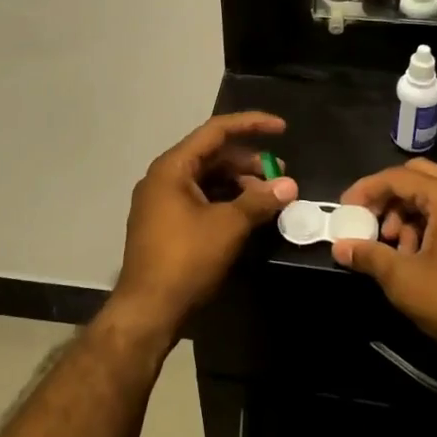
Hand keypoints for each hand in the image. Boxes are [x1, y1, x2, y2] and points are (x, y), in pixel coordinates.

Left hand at [108, 112, 297, 346]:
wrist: (147, 311)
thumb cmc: (186, 259)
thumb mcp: (228, 226)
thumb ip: (259, 201)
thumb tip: (289, 185)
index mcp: (172, 167)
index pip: (216, 131)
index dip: (251, 125)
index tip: (282, 128)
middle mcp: (163, 178)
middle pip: (212, 156)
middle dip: (249, 162)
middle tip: (280, 175)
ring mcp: (162, 203)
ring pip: (207, 180)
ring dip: (239, 185)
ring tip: (270, 199)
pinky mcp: (165, 226)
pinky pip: (201, 200)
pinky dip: (226, 202)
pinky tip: (248, 215)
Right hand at [330, 159, 436, 364]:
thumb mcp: (404, 280)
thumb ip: (369, 255)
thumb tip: (340, 247)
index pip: (399, 177)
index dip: (367, 189)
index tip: (346, 208)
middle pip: (419, 176)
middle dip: (389, 197)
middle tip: (370, 221)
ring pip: (436, 194)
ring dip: (409, 212)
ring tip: (395, 246)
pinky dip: (430, 222)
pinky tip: (418, 253)